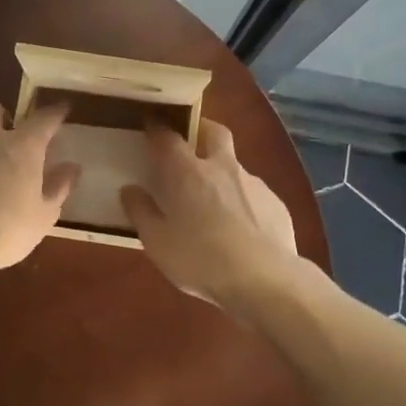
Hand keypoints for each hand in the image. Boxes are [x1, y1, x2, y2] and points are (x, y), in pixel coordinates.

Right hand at [120, 120, 299, 310]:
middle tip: (189, 141)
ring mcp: (253, 183)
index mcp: (188, 172)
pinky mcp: (275, 203)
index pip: (168, 136)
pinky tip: (239, 227)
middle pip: (213, 132)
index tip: (149, 125)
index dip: (157, 128)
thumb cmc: (200, 259)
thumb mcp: (158, 243)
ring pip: (235, 165)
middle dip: (200, 129)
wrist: (264, 280)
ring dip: (222, 172)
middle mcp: (222, 167)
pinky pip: (253, 193)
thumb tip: (130, 190)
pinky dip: (242, 201)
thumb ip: (141, 212)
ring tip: (212, 200)